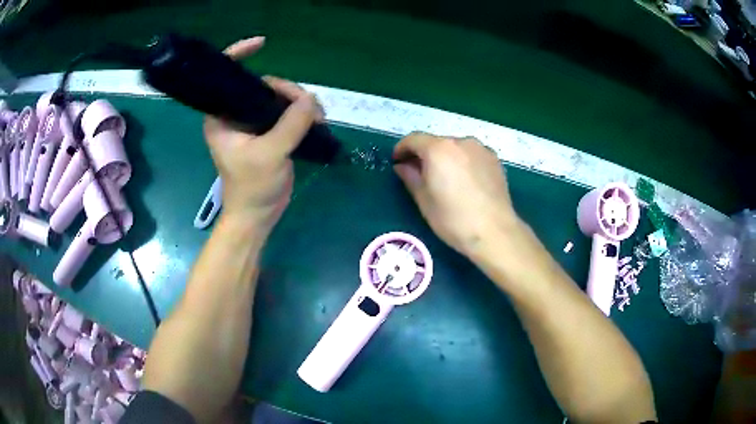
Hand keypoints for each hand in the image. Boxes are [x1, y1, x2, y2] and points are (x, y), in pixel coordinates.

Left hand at [203, 37, 323, 233]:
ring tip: (318, 119)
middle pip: (262, 85)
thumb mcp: (270, 154)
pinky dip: (301, 113)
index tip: (262, 43)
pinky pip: (285, 112)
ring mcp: (252, 123)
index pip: (226, 76)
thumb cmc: (252, 188)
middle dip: (288, 90)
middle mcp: (234, 115)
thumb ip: (291, 124)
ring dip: (299, 103)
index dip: (239, 53)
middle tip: (310, 108)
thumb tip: (312, 99)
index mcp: (221, 116)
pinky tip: (315, 121)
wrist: (257, 215)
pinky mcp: (267, 133)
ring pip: (277, 98)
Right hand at [393, 132, 519, 256]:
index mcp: (438, 149)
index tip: (397, 161)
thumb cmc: (453, 219)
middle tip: (419, 173)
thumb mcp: (424, 200)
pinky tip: (464, 182)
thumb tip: (403, 166)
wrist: (494, 232)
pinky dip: (463, 162)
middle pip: (435, 142)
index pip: (413, 139)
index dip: (401, 148)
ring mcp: (481, 149)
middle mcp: (460, 141)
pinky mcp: (494, 159)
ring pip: (455, 148)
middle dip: (424, 154)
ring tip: (445, 179)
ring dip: (445, 158)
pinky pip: (471, 155)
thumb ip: (410, 177)